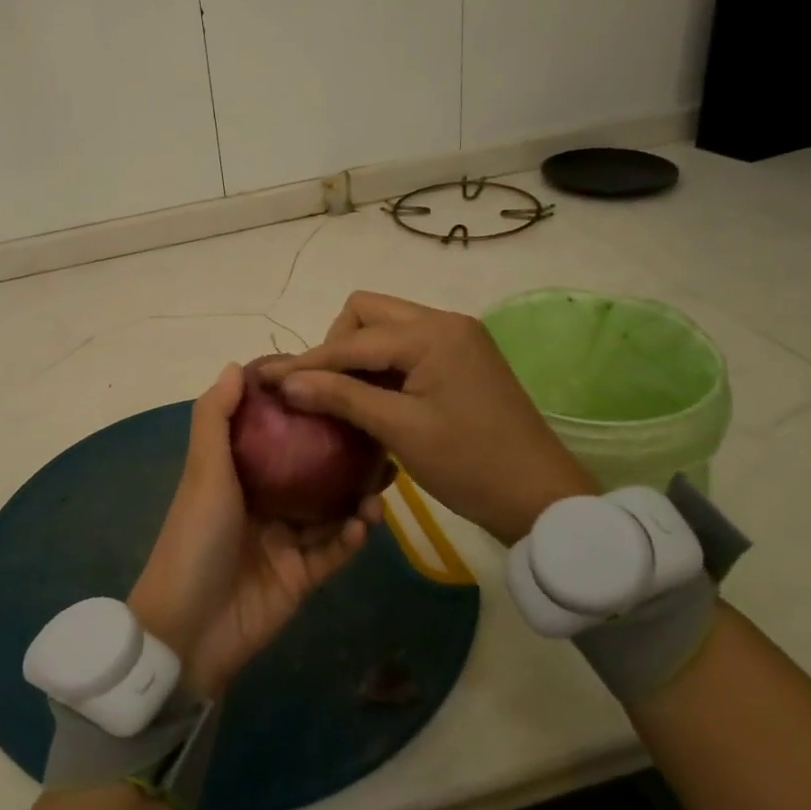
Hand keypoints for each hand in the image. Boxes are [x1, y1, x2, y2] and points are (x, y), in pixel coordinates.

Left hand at [129, 364, 375, 699]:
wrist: (188, 630)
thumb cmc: (195, 538)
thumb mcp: (203, 472)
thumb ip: (216, 419)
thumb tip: (236, 366)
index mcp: (238, 473)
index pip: (274, 430)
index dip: (299, 407)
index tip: (333, 381)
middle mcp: (264, 501)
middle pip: (311, 468)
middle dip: (343, 451)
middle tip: (379, 433)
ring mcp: (285, 539)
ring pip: (331, 508)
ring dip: (357, 494)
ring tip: (385, 480)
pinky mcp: (302, 576)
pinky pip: (335, 550)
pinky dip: (352, 536)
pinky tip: (368, 523)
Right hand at [263, 291, 596, 543]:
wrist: (541, 497)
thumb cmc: (470, 464)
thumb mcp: (400, 430)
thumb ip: (341, 398)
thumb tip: (286, 382)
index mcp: (432, 334)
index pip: (352, 339)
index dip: (308, 361)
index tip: (269, 380)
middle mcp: (445, 322)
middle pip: (368, 312)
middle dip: (336, 344)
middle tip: (323, 388)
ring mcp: (458, 338)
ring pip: (387, 326)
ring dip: (359, 353)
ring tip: (343, 395)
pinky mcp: (463, 357)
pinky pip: (408, 345)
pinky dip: (383, 364)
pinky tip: (372, 397)